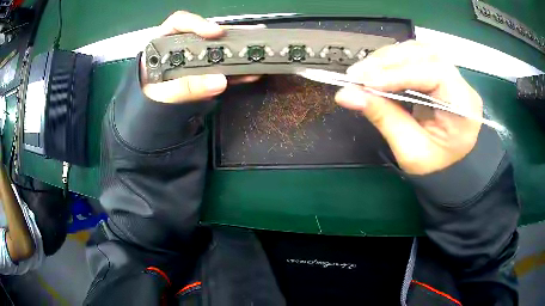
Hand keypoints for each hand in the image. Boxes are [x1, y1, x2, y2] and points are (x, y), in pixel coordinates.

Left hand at [140, 11, 259, 102]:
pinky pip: (221, 70)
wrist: (146, 114)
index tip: (216, 32)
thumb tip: (219, 80)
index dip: (199, 23)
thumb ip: (184, 87)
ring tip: (258, 50)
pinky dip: (236, 72)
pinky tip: (250, 73)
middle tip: (251, 36)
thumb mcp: (160, 94)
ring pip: (217, 50)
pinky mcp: (203, 73)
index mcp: (163, 42)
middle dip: (229, 35)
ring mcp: (194, 60)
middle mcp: (181, 46)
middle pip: (206, 34)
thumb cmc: (147, 98)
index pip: (180, 22)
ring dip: (238, 51)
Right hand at [335, 40, 482, 174]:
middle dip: (389, 61)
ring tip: (364, 71)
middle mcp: (462, 85)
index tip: (365, 81)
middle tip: (357, 74)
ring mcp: (452, 75)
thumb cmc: (434, 165)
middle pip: (426, 55)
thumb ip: (382, 117)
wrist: (447, 167)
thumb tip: (346, 94)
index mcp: (464, 108)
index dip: (399, 73)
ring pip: (419, 50)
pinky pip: (416, 56)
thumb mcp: (409, 150)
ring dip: (389, 58)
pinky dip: (394, 59)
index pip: (435, 74)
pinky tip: (378, 69)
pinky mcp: (440, 72)